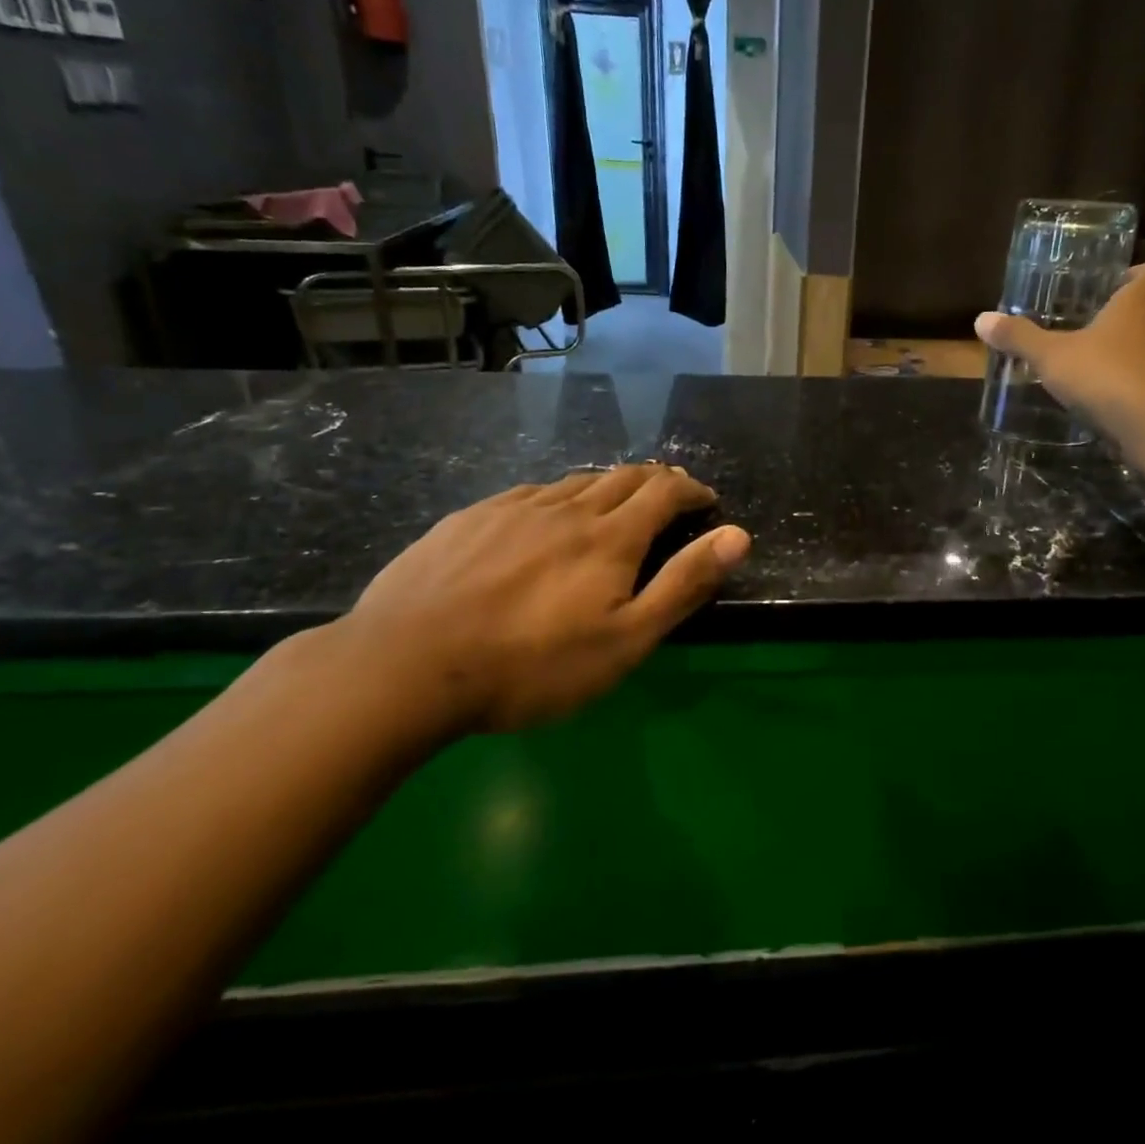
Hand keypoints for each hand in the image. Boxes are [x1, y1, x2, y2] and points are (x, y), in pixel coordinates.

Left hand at [331, 465, 749, 742]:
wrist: (406, 666)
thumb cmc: (531, 666)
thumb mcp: (624, 641)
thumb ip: (683, 585)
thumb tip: (738, 536)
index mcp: (608, 537)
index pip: (664, 491)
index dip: (692, 490)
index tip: (707, 500)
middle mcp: (565, 508)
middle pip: (621, 477)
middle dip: (655, 481)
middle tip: (670, 493)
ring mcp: (511, 509)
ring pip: (573, 482)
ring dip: (606, 486)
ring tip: (614, 503)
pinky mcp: (469, 519)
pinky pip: (528, 494)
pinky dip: (556, 497)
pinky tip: (544, 517)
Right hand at [974, 261, 1144, 437]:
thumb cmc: (1105, 373)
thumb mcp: (1051, 355)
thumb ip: (1019, 337)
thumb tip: (981, 319)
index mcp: (1143, 298)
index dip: (1133, 276)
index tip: (1111, 287)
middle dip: (1128, 317)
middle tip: (1093, 327)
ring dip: (1135, 351)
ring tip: (1099, 364)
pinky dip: (1141, 382)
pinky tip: (1114, 397)